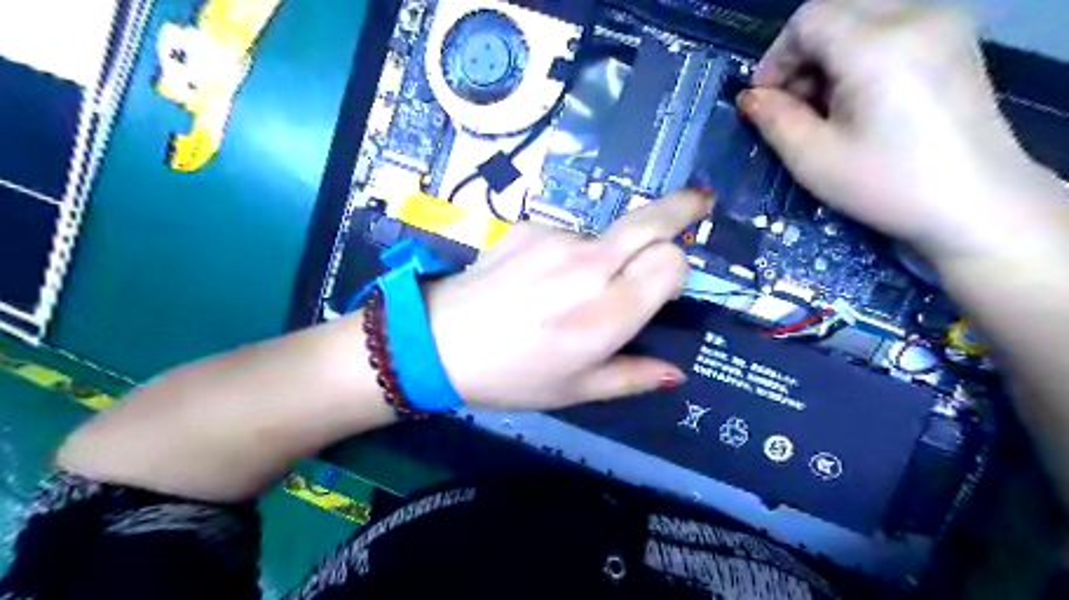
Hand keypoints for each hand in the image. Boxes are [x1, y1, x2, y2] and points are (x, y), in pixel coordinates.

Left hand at [425, 189, 706, 410]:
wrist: (437, 341)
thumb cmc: (511, 375)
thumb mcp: (575, 390)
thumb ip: (632, 377)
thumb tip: (676, 372)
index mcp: (605, 315)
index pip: (670, 262)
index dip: (676, 269)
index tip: (666, 285)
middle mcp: (587, 267)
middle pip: (651, 221)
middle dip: (681, 209)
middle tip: (699, 203)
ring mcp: (556, 239)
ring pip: (608, 234)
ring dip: (608, 254)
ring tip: (568, 290)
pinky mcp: (530, 226)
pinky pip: (571, 236)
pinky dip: (570, 254)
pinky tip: (539, 279)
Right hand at [741, 0, 1067, 267]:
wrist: (975, 202)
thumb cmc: (885, 184)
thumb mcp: (813, 158)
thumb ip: (773, 119)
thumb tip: (749, 97)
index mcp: (876, 45)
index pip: (807, 20)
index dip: (775, 58)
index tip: (765, 101)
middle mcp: (915, 16)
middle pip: (834, 12)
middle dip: (801, 55)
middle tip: (792, 105)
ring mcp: (942, 24)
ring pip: (861, 17)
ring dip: (829, 55)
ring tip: (825, 106)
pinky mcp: (954, 39)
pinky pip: (890, 27)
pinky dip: (859, 54)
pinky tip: (858, 98)